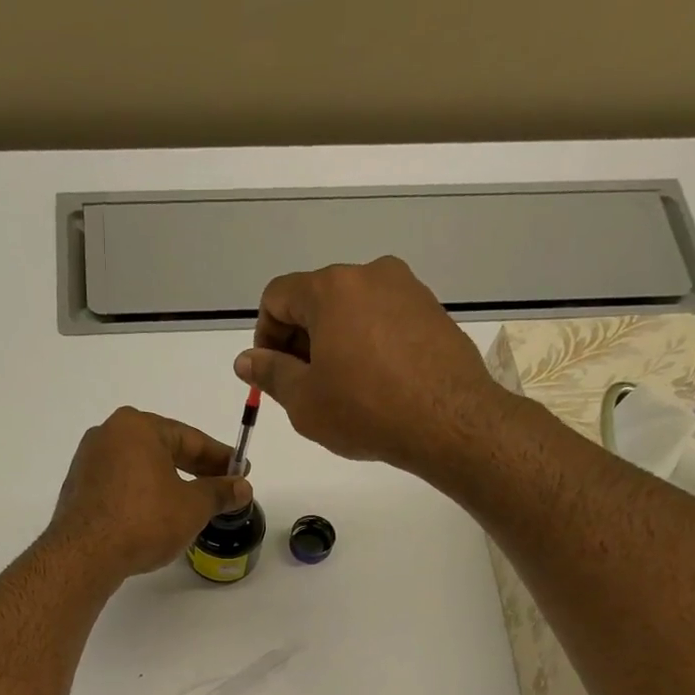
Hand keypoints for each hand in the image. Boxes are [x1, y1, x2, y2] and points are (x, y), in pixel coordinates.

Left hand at [48, 407, 252, 579]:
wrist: (85, 555)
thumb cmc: (144, 521)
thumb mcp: (192, 507)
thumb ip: (219, 492)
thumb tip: (242, 487)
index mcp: (137, 427)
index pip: (190, 438)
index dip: (220, 457)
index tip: (241, 470)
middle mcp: (109, 434)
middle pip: (163, 449)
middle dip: (195, 469)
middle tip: (221, 487)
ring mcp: (89, 461)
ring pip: (141, 468)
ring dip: (169, 483)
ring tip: (192, 504)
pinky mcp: (79, 488)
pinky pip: (122, 485)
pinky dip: (143, 495)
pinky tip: (157, 515)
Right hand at [233, 256, 516, 473]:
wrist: (448, 421)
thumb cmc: (365, 410)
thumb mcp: (304, 400)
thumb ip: (270, 373)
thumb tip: (246, 360)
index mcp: (331, 288)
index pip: (278, 296)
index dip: (265, 336)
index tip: (273, 373)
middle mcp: (369, 274)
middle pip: (316, 299)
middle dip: (301, 340)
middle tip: (304, 388)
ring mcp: (406, 289)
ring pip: (352, 310)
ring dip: (335, 343)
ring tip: (342, 391)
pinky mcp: (431, 311)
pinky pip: (384, 321)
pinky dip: (368, 345)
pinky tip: (375, 386)